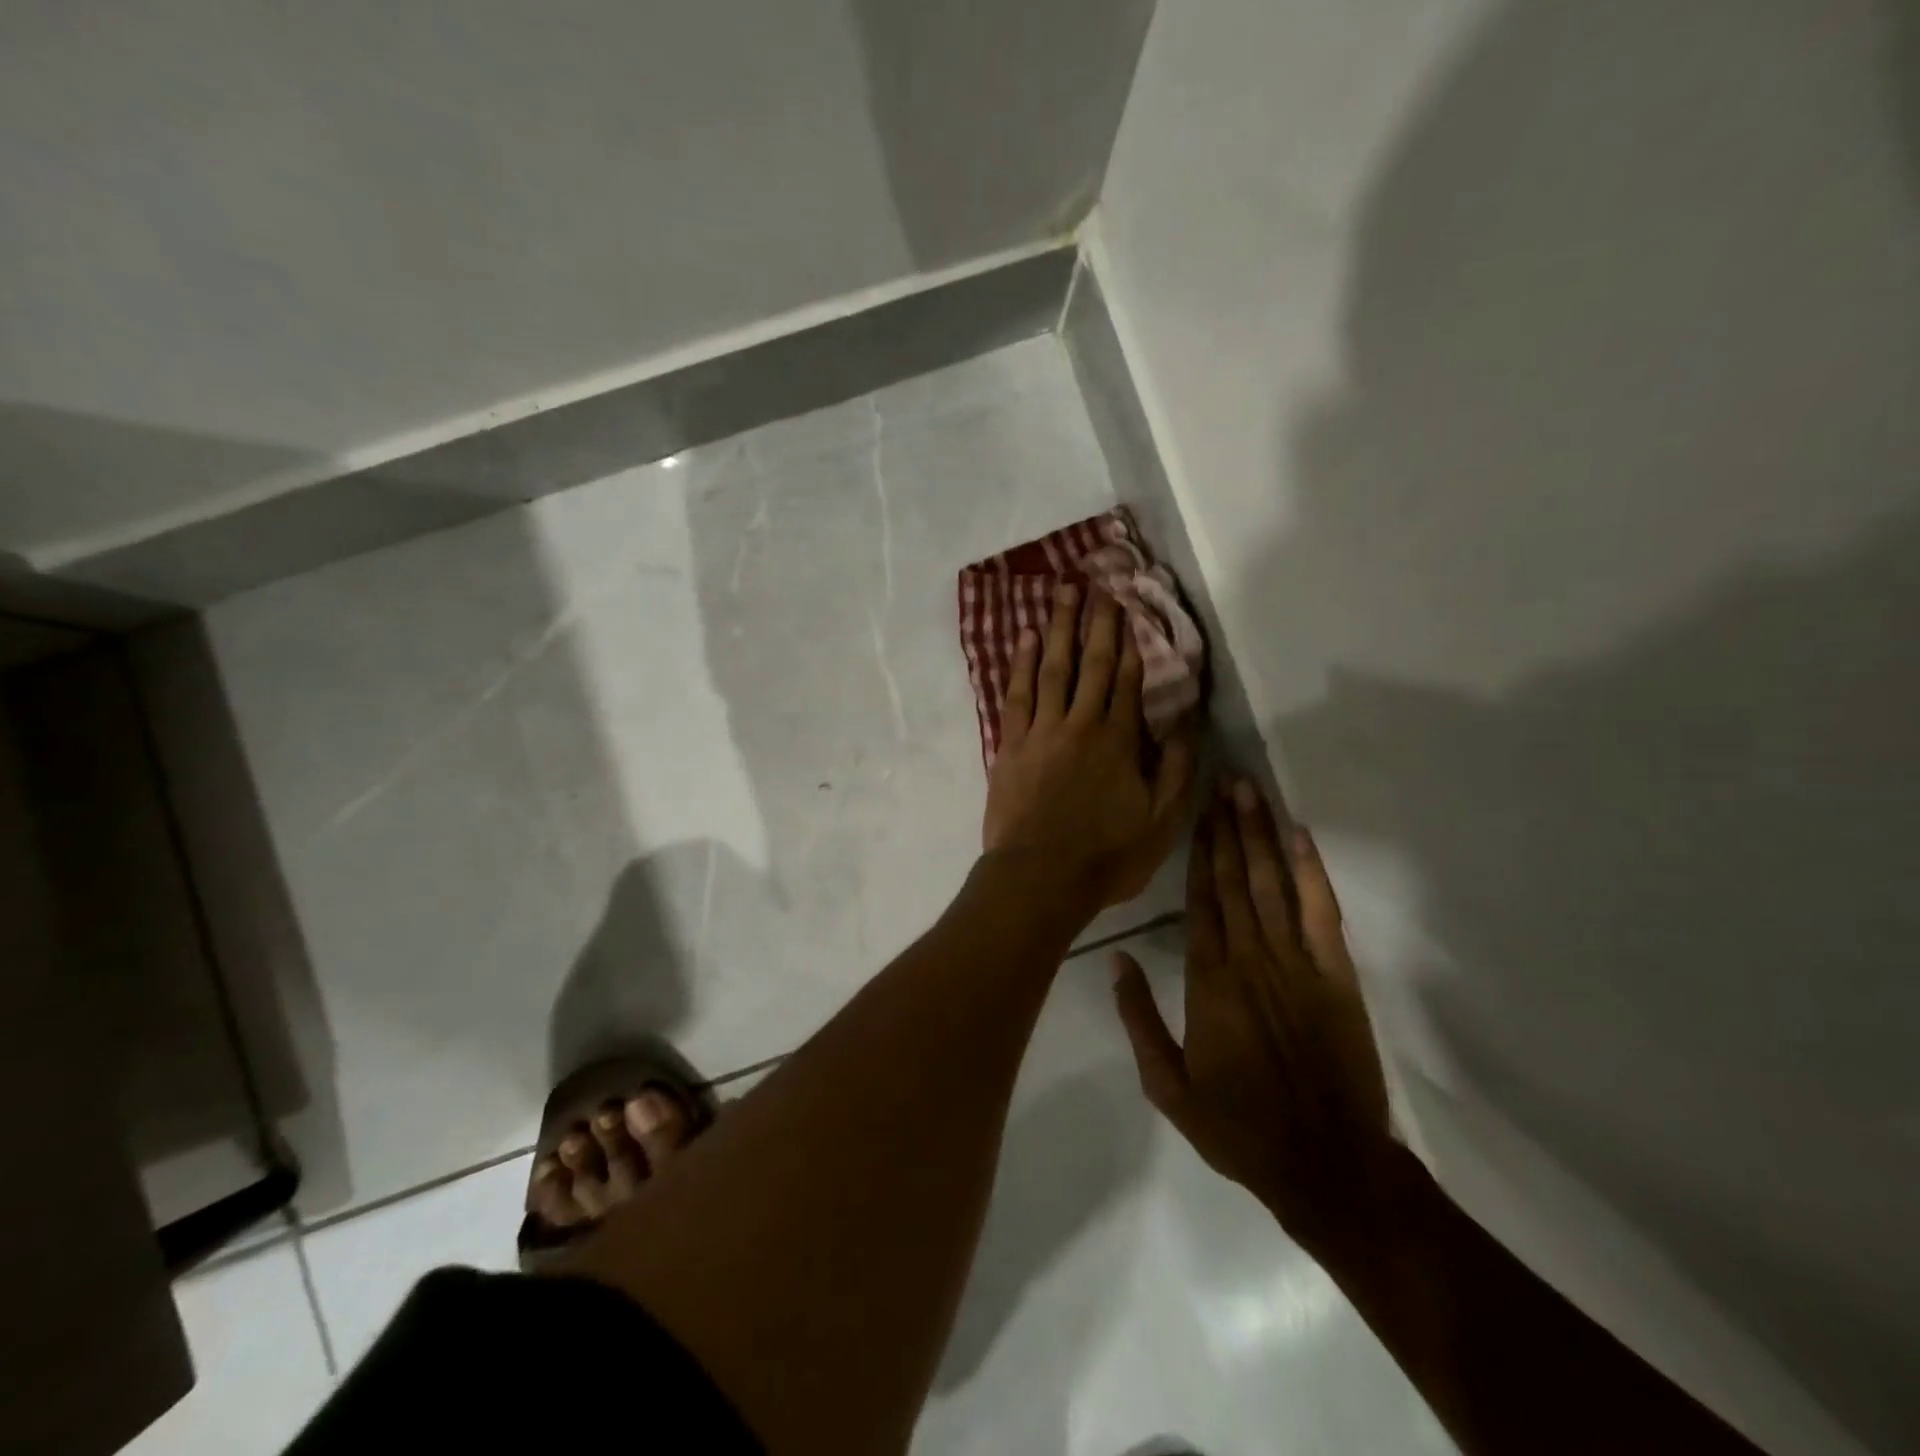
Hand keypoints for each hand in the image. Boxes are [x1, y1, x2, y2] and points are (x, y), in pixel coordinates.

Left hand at [982, 582, 1195, 909]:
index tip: (1129, 607)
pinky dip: (1022, 664)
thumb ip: (1176, 769)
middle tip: (1098, 583)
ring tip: (1062, 592)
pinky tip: (1025, 638)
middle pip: (1091, 664)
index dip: (1130, 642)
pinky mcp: (1010, 745)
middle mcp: (1080, 724)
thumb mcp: (1161, 821)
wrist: (1039, 878)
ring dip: (1058, 628)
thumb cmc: (1106, 856)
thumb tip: (1186, 722)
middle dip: (1097, 622)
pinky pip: (1017, 694)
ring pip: (1052, 668)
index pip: (1127, 680)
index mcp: (1118, 741)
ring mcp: (1040, 731)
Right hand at [1113, 779, 1391, 1251]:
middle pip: (1235, 880)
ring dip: (1261, 835)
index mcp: (1208, 981)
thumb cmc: (1238, 1126)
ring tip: (1250, 793)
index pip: (1199, 900)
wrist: (1326, 1165)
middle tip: (1223, 779)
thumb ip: (1138, 1017)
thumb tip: (1115, 958)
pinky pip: (1322, 913)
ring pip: (1273, 884)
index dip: (1198, 852)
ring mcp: (1298, 964)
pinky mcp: (1337, 976)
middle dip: (1228, 827)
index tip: (1195, 811)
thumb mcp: (1167, 1085)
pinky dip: (1312, 872)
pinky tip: (1301, 838)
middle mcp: (1250, 959)